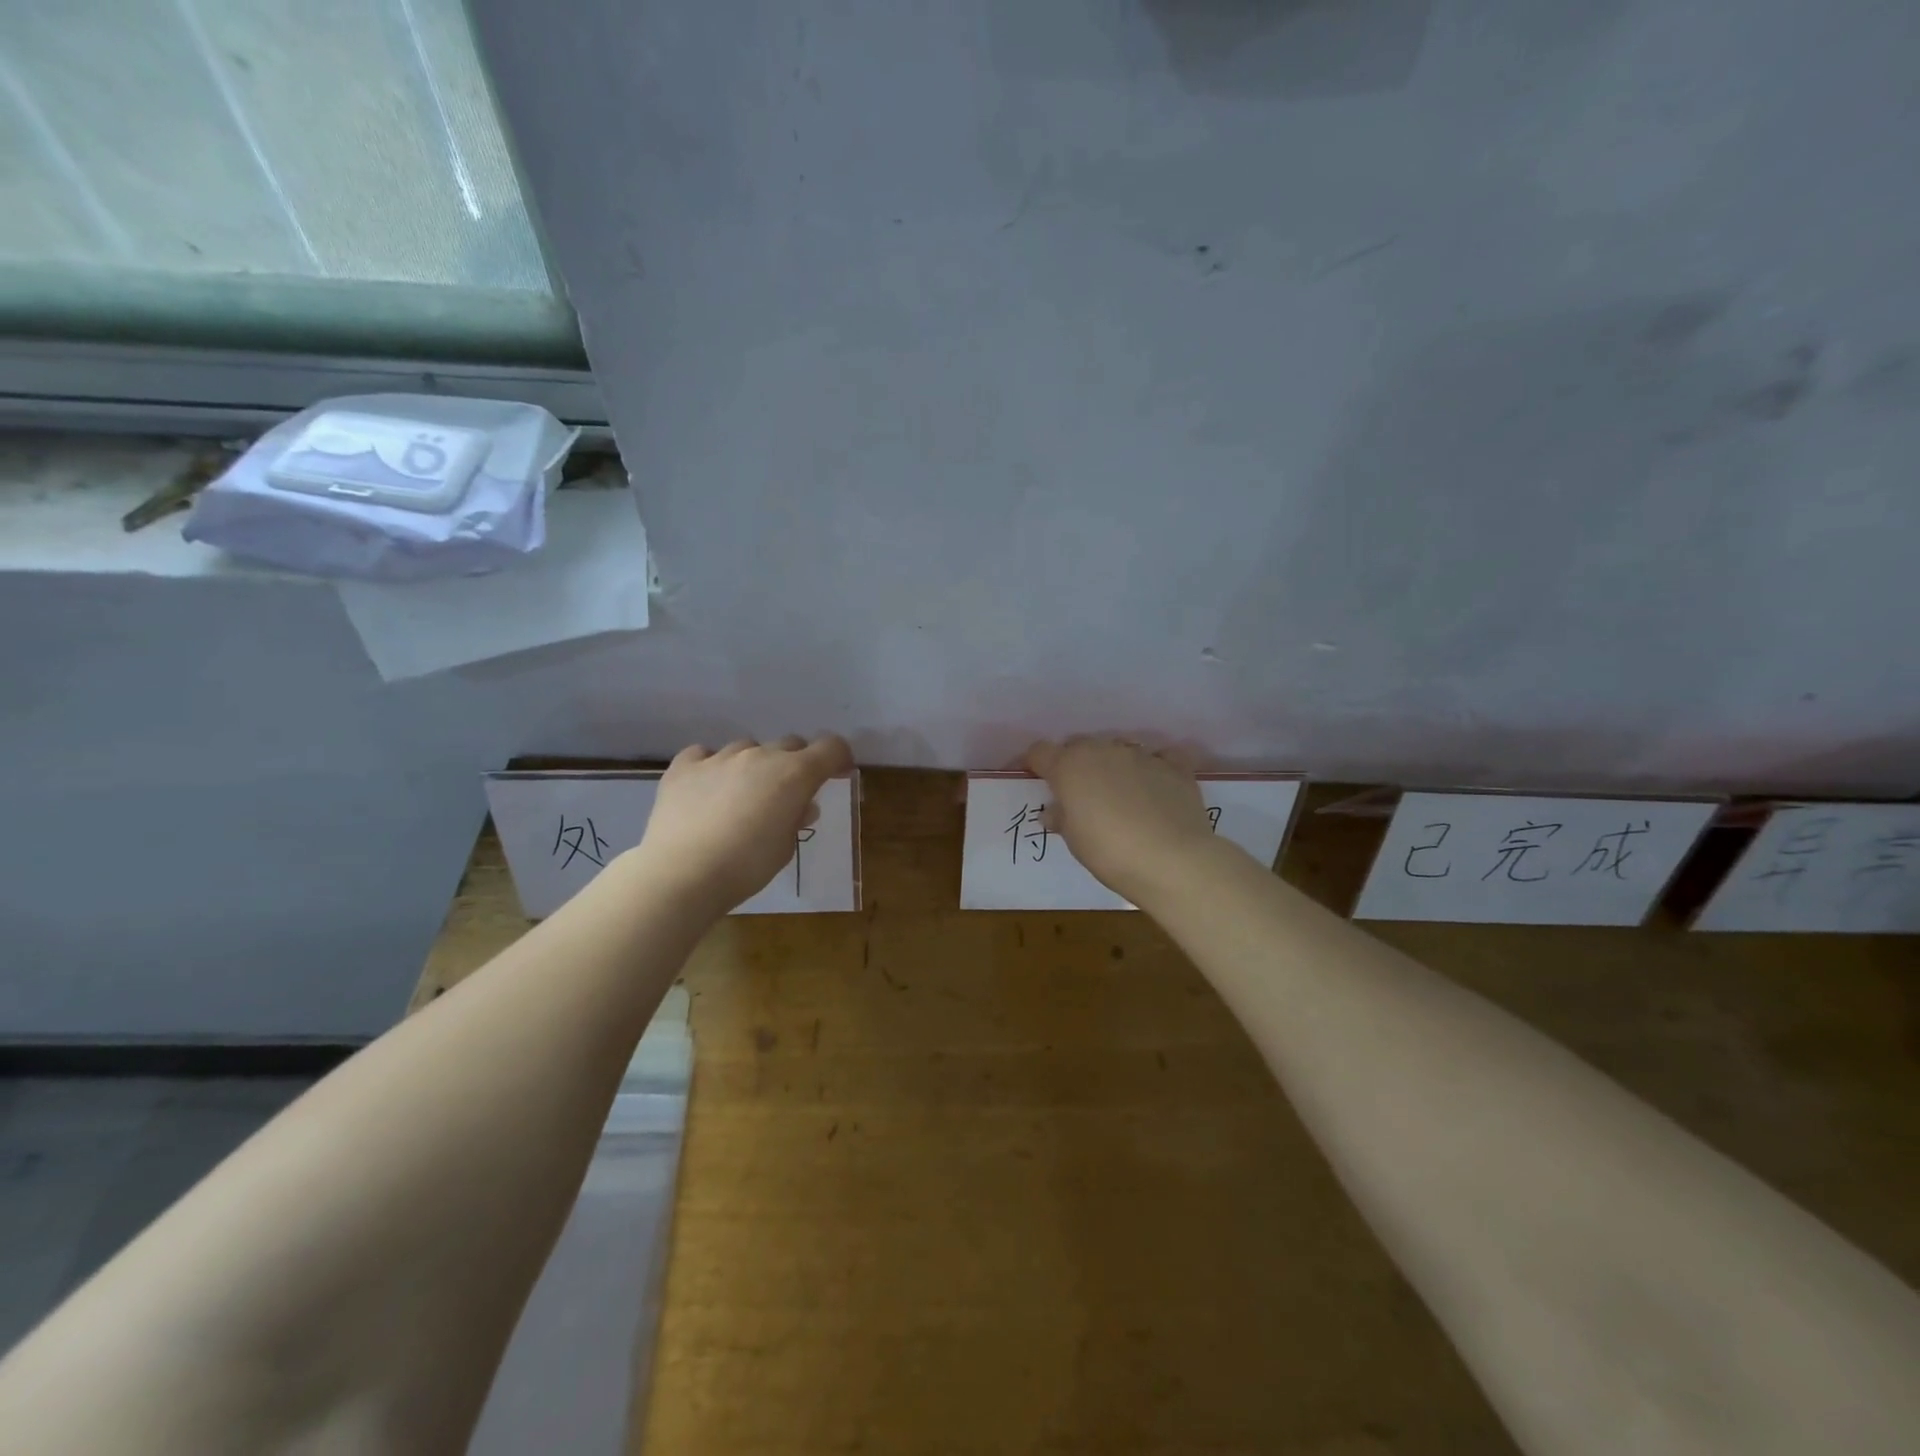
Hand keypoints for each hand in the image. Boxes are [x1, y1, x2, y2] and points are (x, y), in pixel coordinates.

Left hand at [634, 735, 852, 913]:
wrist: (681, 873)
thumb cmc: (746, 866)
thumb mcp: (785, 848)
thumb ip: (796, 819)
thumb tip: (802, 805)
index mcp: (794, 774)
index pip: (831, 748)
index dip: (839, 758)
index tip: (838, 774)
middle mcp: (760, 756)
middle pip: (790, 744)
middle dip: (796, 763)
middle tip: (789, 793)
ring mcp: (720, 757)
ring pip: (748, 748)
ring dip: (754, 766)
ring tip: (742, 796)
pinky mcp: (684, 766)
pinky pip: (705, 755)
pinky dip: (712, 767)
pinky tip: (707, 789)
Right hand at [1025, 737, 1218, 903]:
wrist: (1172, 860)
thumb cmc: (1109, 853)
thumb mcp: (1074, 841)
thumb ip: (1061, 818)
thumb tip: (1054, 811)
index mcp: (1069, 766)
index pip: (1040, 751)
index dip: (1036, 764)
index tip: (1038, 781)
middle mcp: (1103, 750)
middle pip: (1079, 746)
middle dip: (1075, 764)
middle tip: (1079, 794)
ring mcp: (1141, 755)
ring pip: (1117, 749)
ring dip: (1112, 765)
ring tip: (1120, 795)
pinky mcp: (1174, 766)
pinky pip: (1159, 757)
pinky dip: (1154, 767)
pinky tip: (1156, 786)